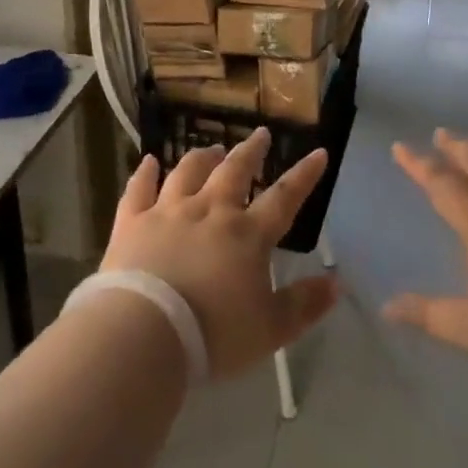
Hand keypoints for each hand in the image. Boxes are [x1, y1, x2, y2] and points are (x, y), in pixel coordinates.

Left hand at [103, 130, 338, 377]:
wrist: (145, 332)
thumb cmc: (214, 334)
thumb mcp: (270, 328)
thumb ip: (304, 305)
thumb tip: (336, 283)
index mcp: (247, 235)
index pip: (283, 197)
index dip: (304, 176)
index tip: (319, 153)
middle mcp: (210, 211)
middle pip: (234, 171)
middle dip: (250, 151)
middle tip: (260, 134)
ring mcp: (168, 212)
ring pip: (188, 172)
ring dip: (202, 157)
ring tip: (211, 147)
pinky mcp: (132, 223)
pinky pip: (139, 189)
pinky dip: (144, 173)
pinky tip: (148, 161)